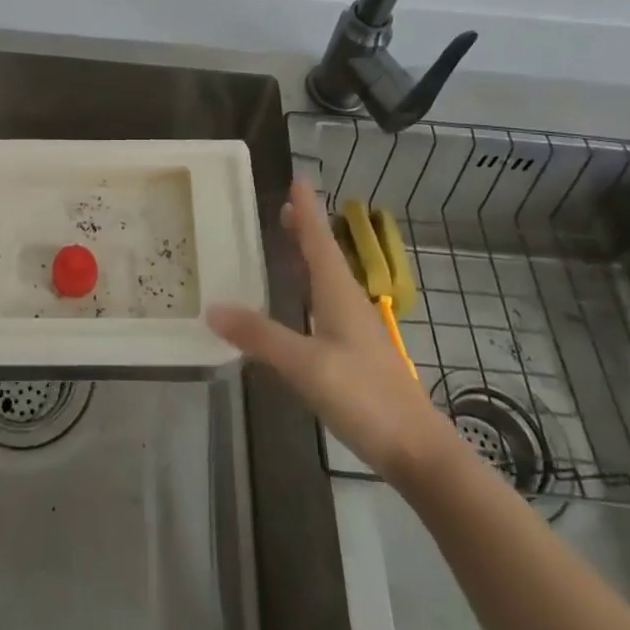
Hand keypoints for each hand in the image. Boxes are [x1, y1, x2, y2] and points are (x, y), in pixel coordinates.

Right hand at [207, 179, 457, 475]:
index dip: (307, 209)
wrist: (417, 451)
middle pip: (324, 254)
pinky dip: (309, 289)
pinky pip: (326, 304)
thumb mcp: (306, 365)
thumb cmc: (364, 396)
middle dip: (305, 229)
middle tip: (282, 207)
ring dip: (308, 257)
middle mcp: (348, 302)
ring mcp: (355, 328)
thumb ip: (260, 336)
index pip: (319, 239)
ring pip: (327, 279)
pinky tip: (298, 305)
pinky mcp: (356, 353)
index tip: (298, 178)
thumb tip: (213, 308)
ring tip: (287, 244)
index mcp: (338, 292)